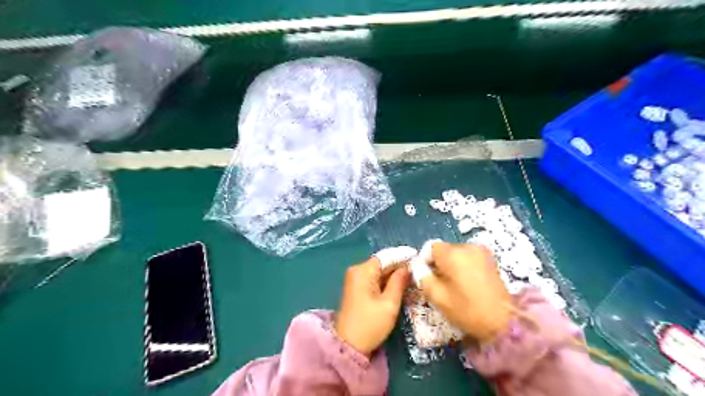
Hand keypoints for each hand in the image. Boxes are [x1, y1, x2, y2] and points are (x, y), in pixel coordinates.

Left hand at [336, 255, 413, 357]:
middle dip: (399, 266)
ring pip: (378, 271)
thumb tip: (407, 267)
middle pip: (382, 263)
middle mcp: (357, 270)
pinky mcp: (356, 288)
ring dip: (394, 274)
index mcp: (363, 271)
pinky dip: (386, 281)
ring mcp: (355, 279)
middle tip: (419, 269)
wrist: (348, 345)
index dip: (402, 256)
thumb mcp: (389, 304)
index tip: (418, 257)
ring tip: (413, 276)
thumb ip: (399, 282)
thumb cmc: (370, 324)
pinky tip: (400, 285)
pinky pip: (374, 279)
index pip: (386, 256)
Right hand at [418, 241, 512, 343]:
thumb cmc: (467, 310)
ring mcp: (481, 251)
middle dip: (439, 263)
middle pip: (444, 249)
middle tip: (440, 284)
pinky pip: (469, 257)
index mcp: (453, 254)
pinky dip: (464, 266)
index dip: (425, 260)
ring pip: (456, 253)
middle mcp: (467, 247)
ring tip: (455, 285)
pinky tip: (467, 283)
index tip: (426, 277)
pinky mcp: (490, 259)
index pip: (430, 247)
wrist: (504, 322)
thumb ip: (423, 277)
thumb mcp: (438, 297)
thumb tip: (417, 266)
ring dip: (451, 265)